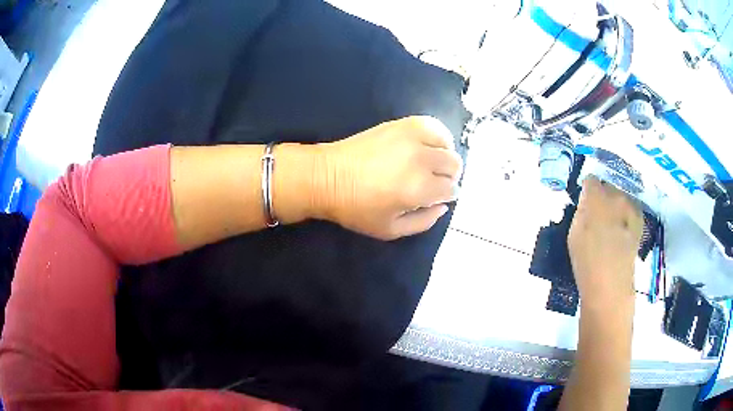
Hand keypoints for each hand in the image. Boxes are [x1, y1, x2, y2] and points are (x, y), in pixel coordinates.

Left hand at [313, 116, 462, 239]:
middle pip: (453, 164)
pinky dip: (437, 135)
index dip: (447, 195)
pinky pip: (432, 124)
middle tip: (434, 182)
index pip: (451, 189)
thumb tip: (443, 206)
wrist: (327, 177)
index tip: (437, 197)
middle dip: (449, 176)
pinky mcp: (401, 125)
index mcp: (419, 189)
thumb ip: (424, 222)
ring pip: (447, 144)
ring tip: (432, 163)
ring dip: (444, 156)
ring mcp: (411, 138)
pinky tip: (429, 144)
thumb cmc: (356, 208)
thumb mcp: (391, 230)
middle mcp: (421, 160)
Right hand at [568, 177, 642, 309]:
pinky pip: (630, 210)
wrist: (610, 284)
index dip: (587, 190)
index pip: (590, 180)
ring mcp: (629, 207)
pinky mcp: (639, 220)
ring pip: (621, 197)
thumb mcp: (574, 233)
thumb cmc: (585, 261)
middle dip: (603, 196)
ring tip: (612, 226)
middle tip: (598, 215)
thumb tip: (587, 203)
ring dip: (616, 206)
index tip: (584, 202)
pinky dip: (626, 216)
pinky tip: (622, 232)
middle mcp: (615, 194)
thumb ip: (581, 212)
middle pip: (608, 186)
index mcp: (594, 196)